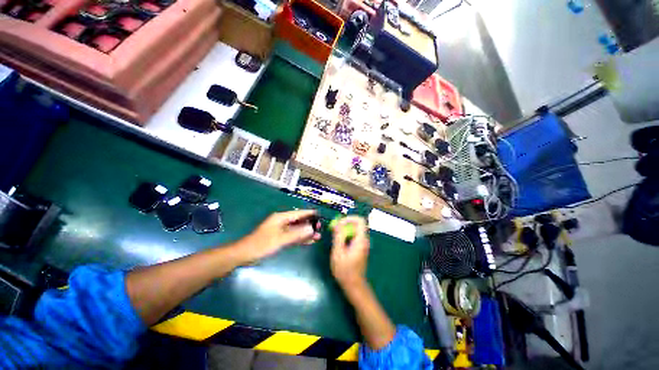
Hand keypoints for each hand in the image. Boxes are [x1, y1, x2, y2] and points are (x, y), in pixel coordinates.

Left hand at [238, 210, 320, 262]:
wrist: (245, 255)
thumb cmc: (262, 244)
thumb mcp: (281, 239)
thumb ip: (297, 234)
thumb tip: (311, 228)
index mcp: (281, 218)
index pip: (298, 213)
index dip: (309, 214)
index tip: (319, 214)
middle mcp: (282, 222)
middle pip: (298, 221)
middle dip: (309, 224)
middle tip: (320, 228)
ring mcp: (280, 230)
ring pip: (296, 229)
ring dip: (306, 233)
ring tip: (318, 236)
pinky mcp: (279, 238)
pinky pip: (293, 236)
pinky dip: (300, 238)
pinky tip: (308, 241)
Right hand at [330, 216, 369, 287]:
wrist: (354, 285)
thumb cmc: (345, 270)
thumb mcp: (338, 252)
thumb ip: (338, 236)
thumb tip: (337, 223)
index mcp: (361, 240)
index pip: (360, 220)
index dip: (349, 218)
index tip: (339, 223)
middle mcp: (364, 240)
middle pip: (357, 224)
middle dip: (345, 224)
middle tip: (334, 230)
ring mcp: (363, 244)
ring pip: (355, 230)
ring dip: (345, 230)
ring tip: (335, 237)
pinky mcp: (360, 247)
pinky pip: (354, 236)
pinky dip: (346, 235)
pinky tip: (339, 243)